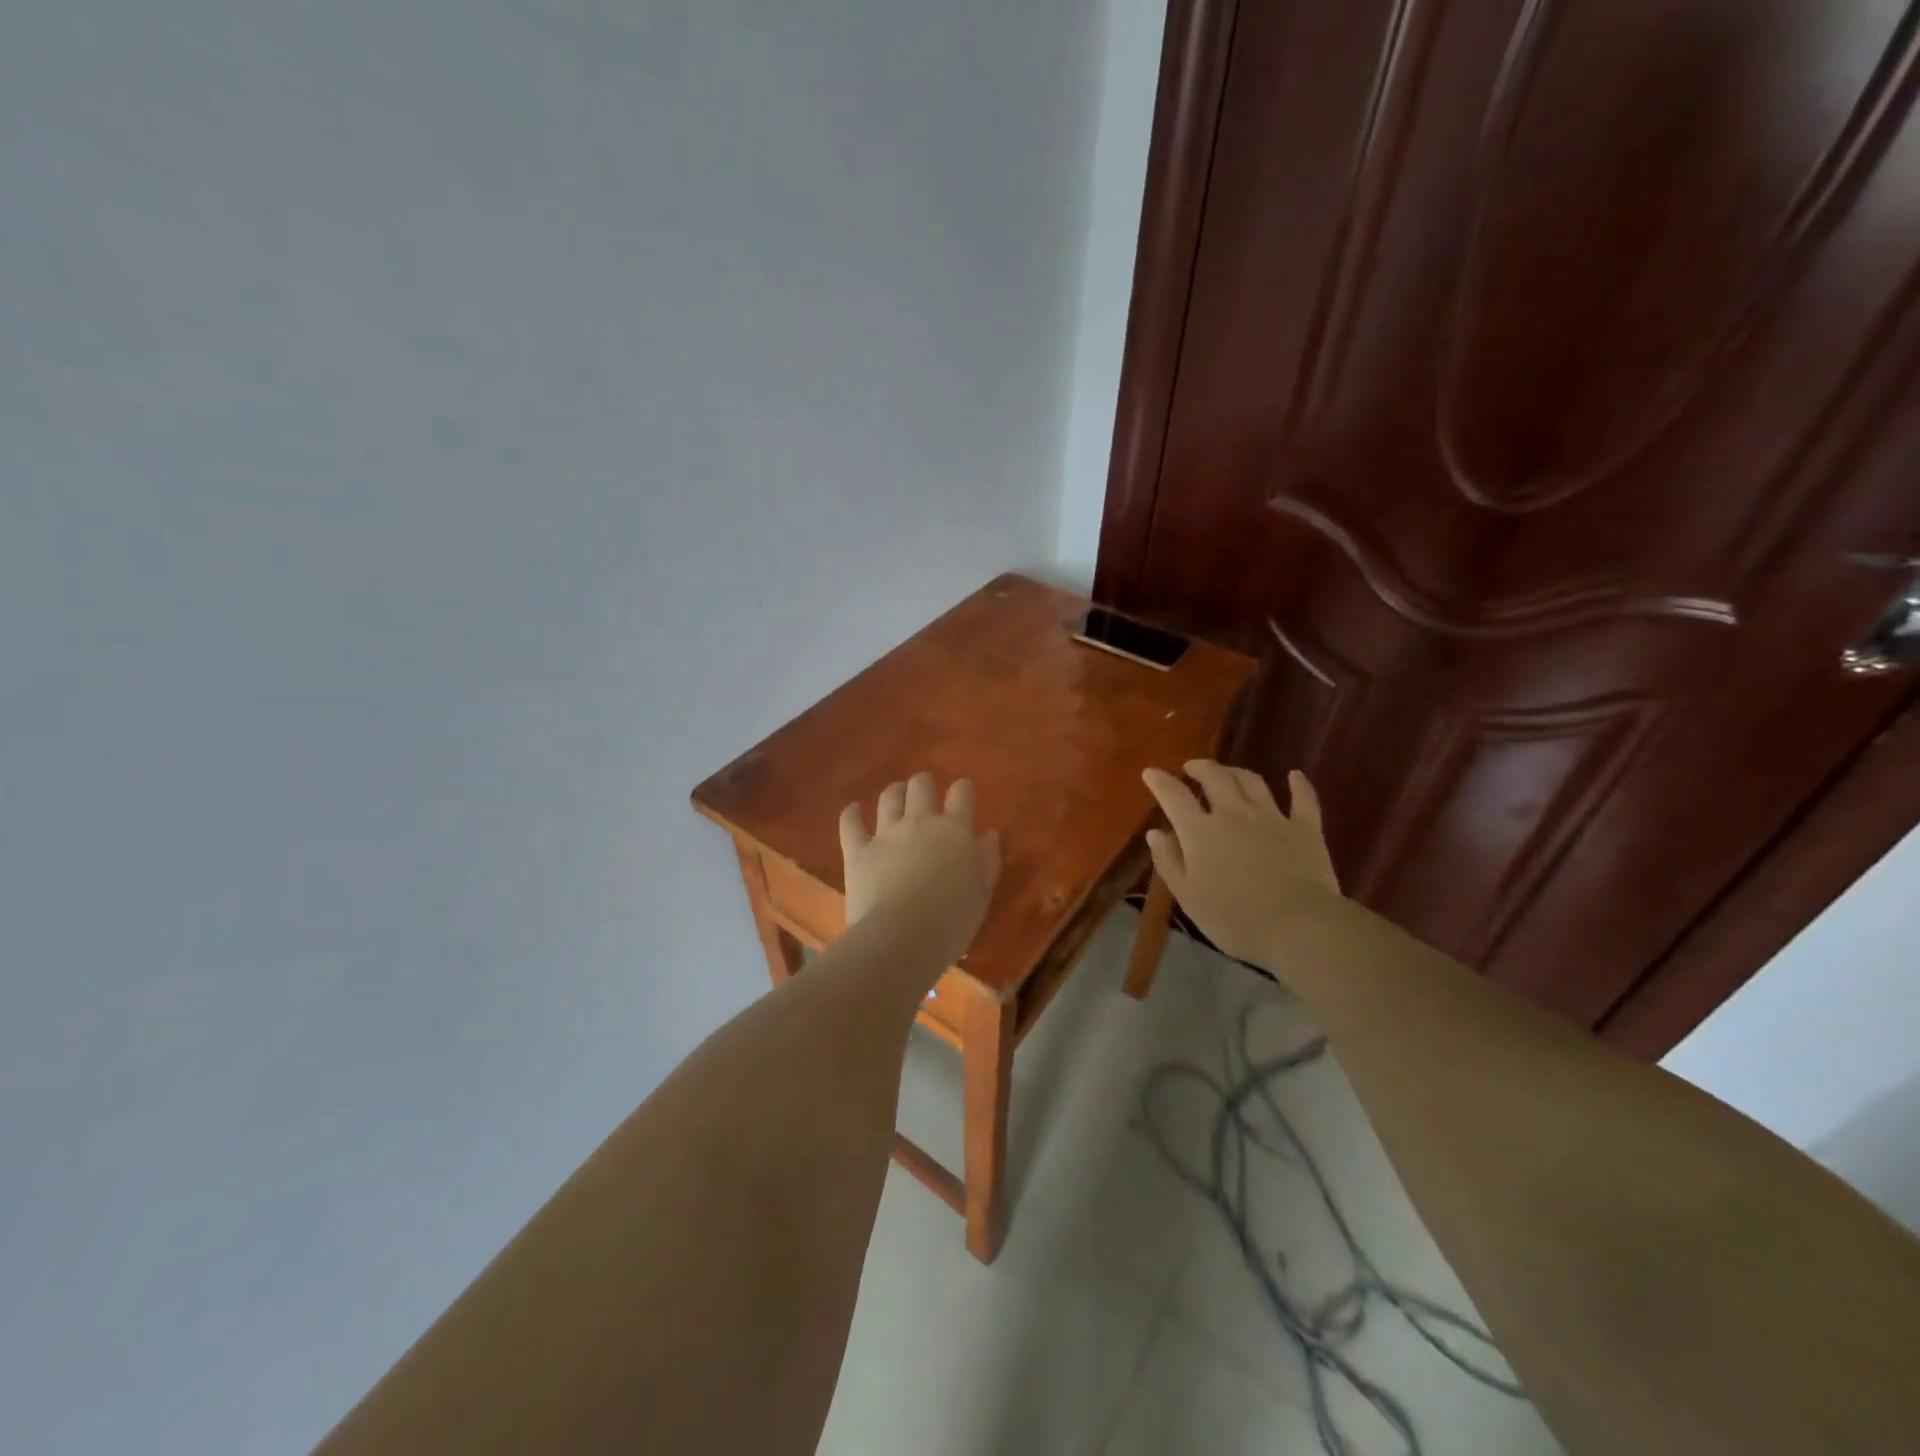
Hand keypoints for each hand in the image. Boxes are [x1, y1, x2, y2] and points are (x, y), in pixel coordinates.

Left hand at [839, 774, 1000, 967]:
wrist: (902, 939)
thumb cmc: (951, 922)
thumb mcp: (982, 894)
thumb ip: (987, 861)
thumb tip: (989, 835)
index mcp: (955, 831)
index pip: (961, 794)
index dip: (962, 789)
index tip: (962, 792)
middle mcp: (920, 822)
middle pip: (921, 786)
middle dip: (924, 783)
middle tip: (925, 790)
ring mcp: (886, 834)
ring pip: (889, 798)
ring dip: (895, 792)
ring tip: (896, 795)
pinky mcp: (857, 851)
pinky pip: (850, 823)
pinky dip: (852, 813)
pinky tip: (854, 810)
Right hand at [1141, 760, 1340, 969]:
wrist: (1298, 927)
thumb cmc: (1234, 918)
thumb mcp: (1188, 897)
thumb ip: (1169, 862)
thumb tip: (1155, 833)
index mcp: (1200, 832)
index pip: (1174, 796)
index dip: (1160, 781)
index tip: (1151, 772)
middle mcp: (1234, 814)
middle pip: (1215, 777)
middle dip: (1200, 768)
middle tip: (1191, 768)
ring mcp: (1272, 817)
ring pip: (1252, 782)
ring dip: (1236, 772)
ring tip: (1228, 773)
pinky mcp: (1305, 828)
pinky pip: (1303, 799)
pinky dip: (1299, 785)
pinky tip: (1295, 776)